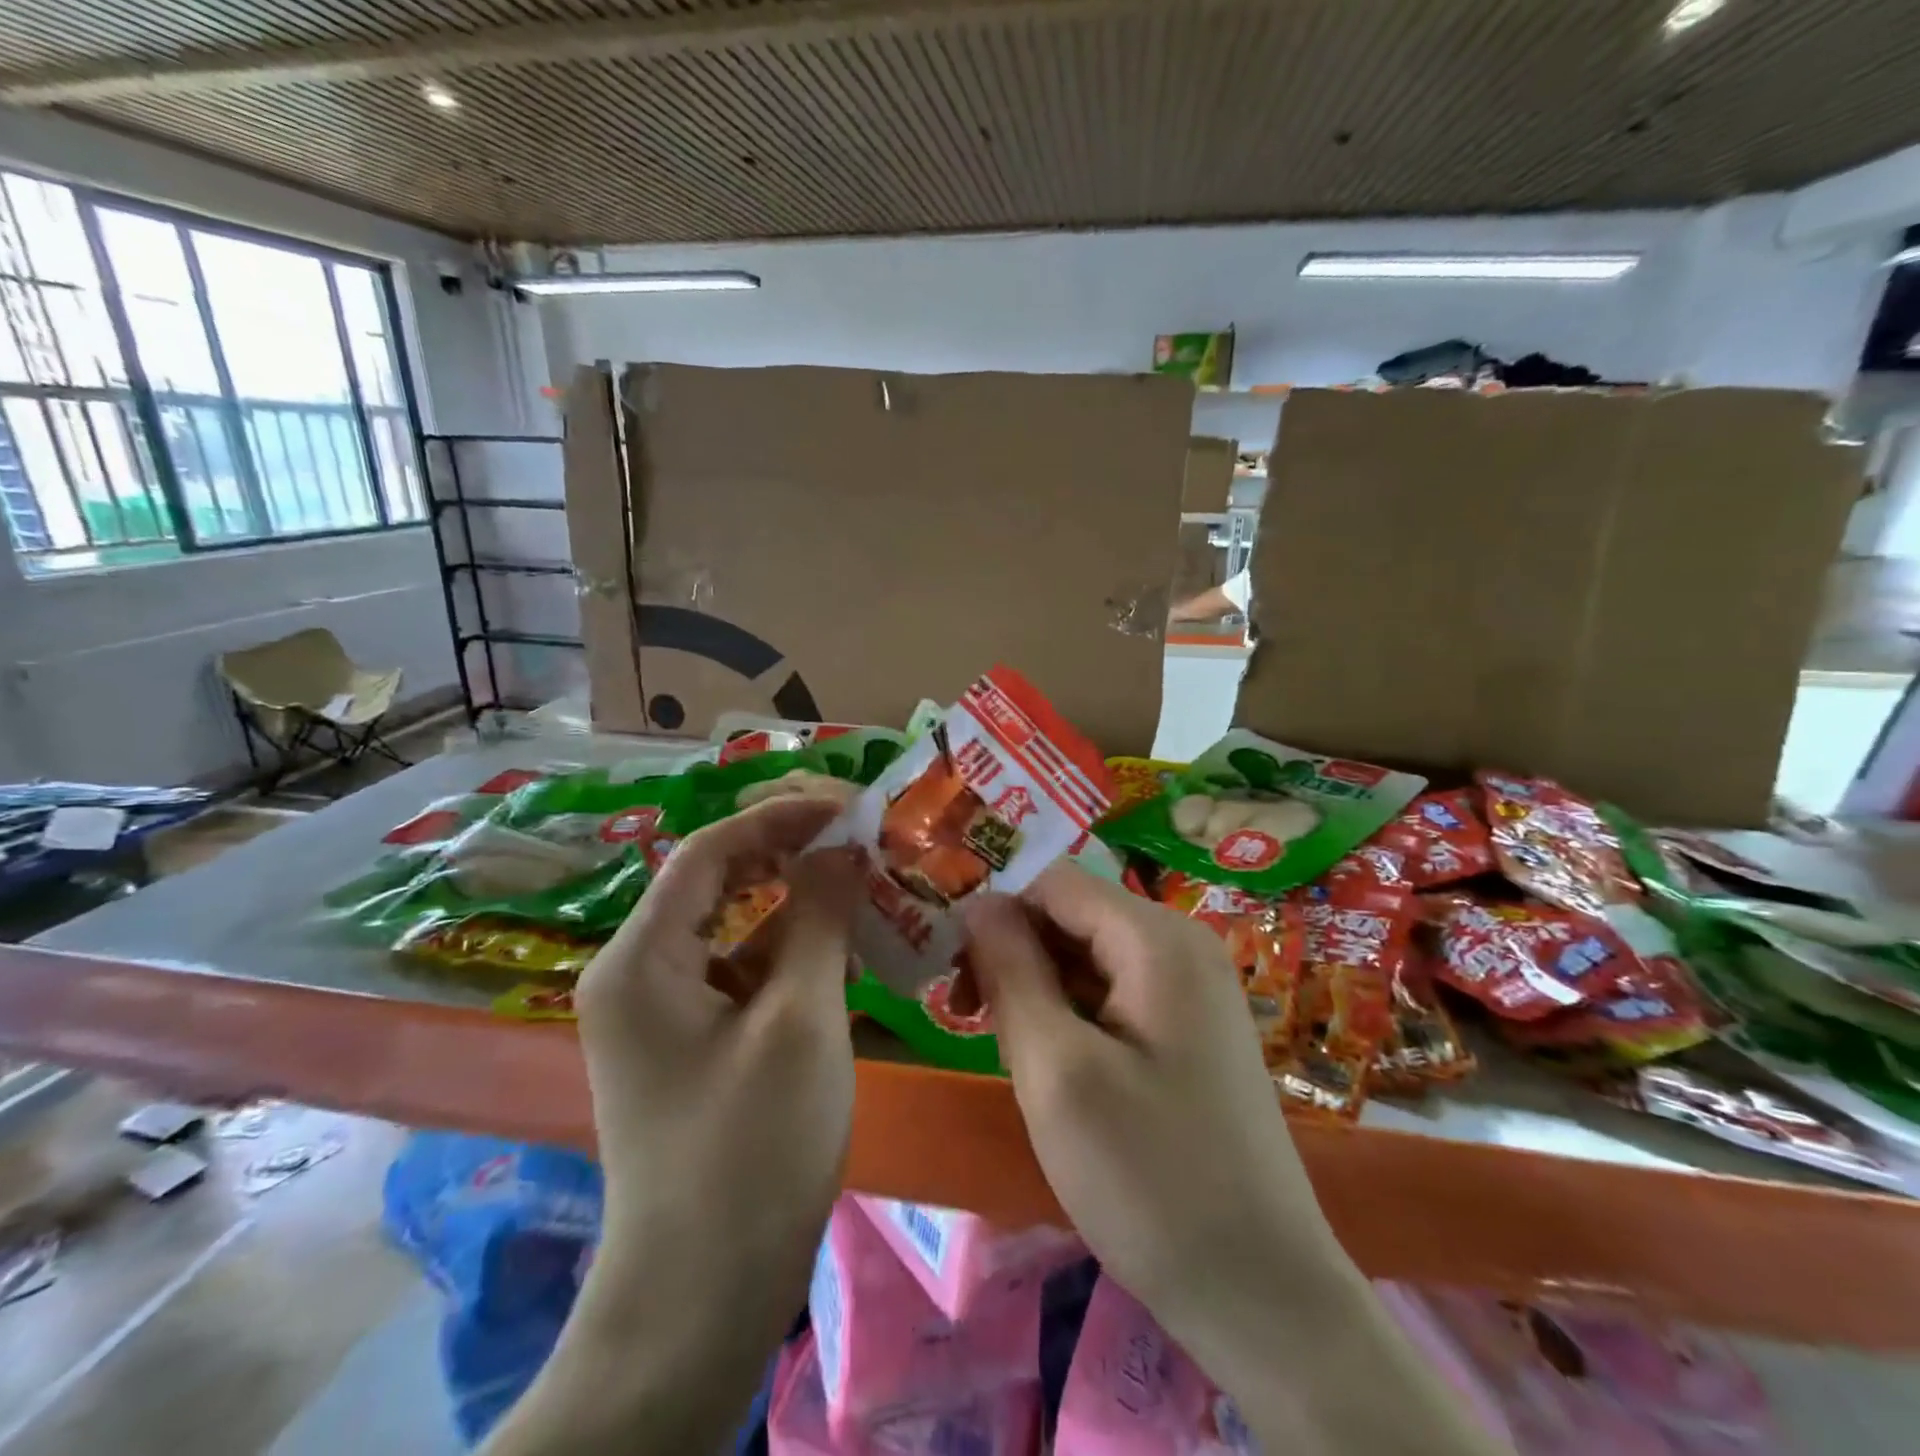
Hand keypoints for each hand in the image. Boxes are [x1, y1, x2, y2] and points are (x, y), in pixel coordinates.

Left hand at [563, 798, 856, 1434]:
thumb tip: (842, 844)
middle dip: (786, 851)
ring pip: (732, 926)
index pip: (709, 850)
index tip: (846, 803)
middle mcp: (638, 971)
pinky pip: (739, 969)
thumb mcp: (801, 1018)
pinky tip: (840, 943)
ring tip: (859, 877)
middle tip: (856, 833)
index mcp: (642, 957)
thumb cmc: (752, 1149)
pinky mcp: (690, 1041)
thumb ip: (820, 917)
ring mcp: (661, 1009)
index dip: (779, 816)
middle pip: (715, 881)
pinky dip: (787, 948)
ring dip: (793, 900)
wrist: (703, 1297)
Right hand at [961, 866, 1337, 1327]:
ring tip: (1016, 1056)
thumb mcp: (1056, 1069)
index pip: (1053, 884)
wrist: (1264, 1296)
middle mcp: (1182, 945)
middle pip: (1073, 917)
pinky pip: (1116, 993)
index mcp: (1156, 938)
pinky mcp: (1193, 1028)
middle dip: (1018, 956)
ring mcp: (1194, 988)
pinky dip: (1075, 1015)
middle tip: (975, 1023)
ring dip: (1042, 990)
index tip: (959, 980)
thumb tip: (978, 902)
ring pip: (1090, 956)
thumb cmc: (1149, 1178)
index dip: (998, 918)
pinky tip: (1061, 1070)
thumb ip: (1011, 970)